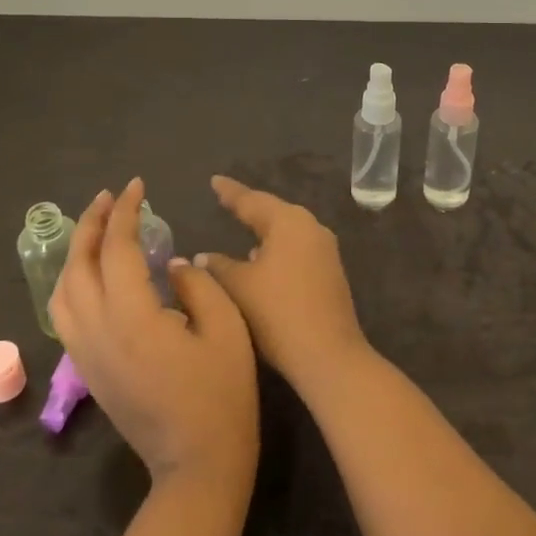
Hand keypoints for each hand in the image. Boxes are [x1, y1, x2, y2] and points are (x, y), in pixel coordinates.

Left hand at [50, 179, 257, 493]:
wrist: (197, 466)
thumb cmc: (223, 396)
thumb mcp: (227, 330)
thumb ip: (199, 286)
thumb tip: (173, 265)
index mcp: (134, 316)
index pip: (118, 248)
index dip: (126, 212)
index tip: (138, 186)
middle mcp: (98, 331)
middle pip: (79, 264)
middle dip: (91, 223)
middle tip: (111, 196)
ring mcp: (87, 354)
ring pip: (62, 291)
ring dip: (75, 252)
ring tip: (96, 228)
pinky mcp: (88, 371)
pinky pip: (65, 315)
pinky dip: (71, 282)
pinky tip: (91, 274)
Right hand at [196, 175, 370, 398]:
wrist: (328, 354)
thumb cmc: (278, 313)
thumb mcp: (239, 287)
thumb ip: (218, 265)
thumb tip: (204, 255)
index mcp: (289, 222)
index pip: (252, 200)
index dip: (230, 192)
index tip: (214, 180)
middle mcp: (311, 227)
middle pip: (273, 212)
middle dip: (249, 207)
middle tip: (226, 200)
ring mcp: (325, 250)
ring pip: (287, 231)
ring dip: (264, 230)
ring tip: (241, 226)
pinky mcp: (330, 272)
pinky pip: (296, 249)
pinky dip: (277, 248)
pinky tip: (262, 259)